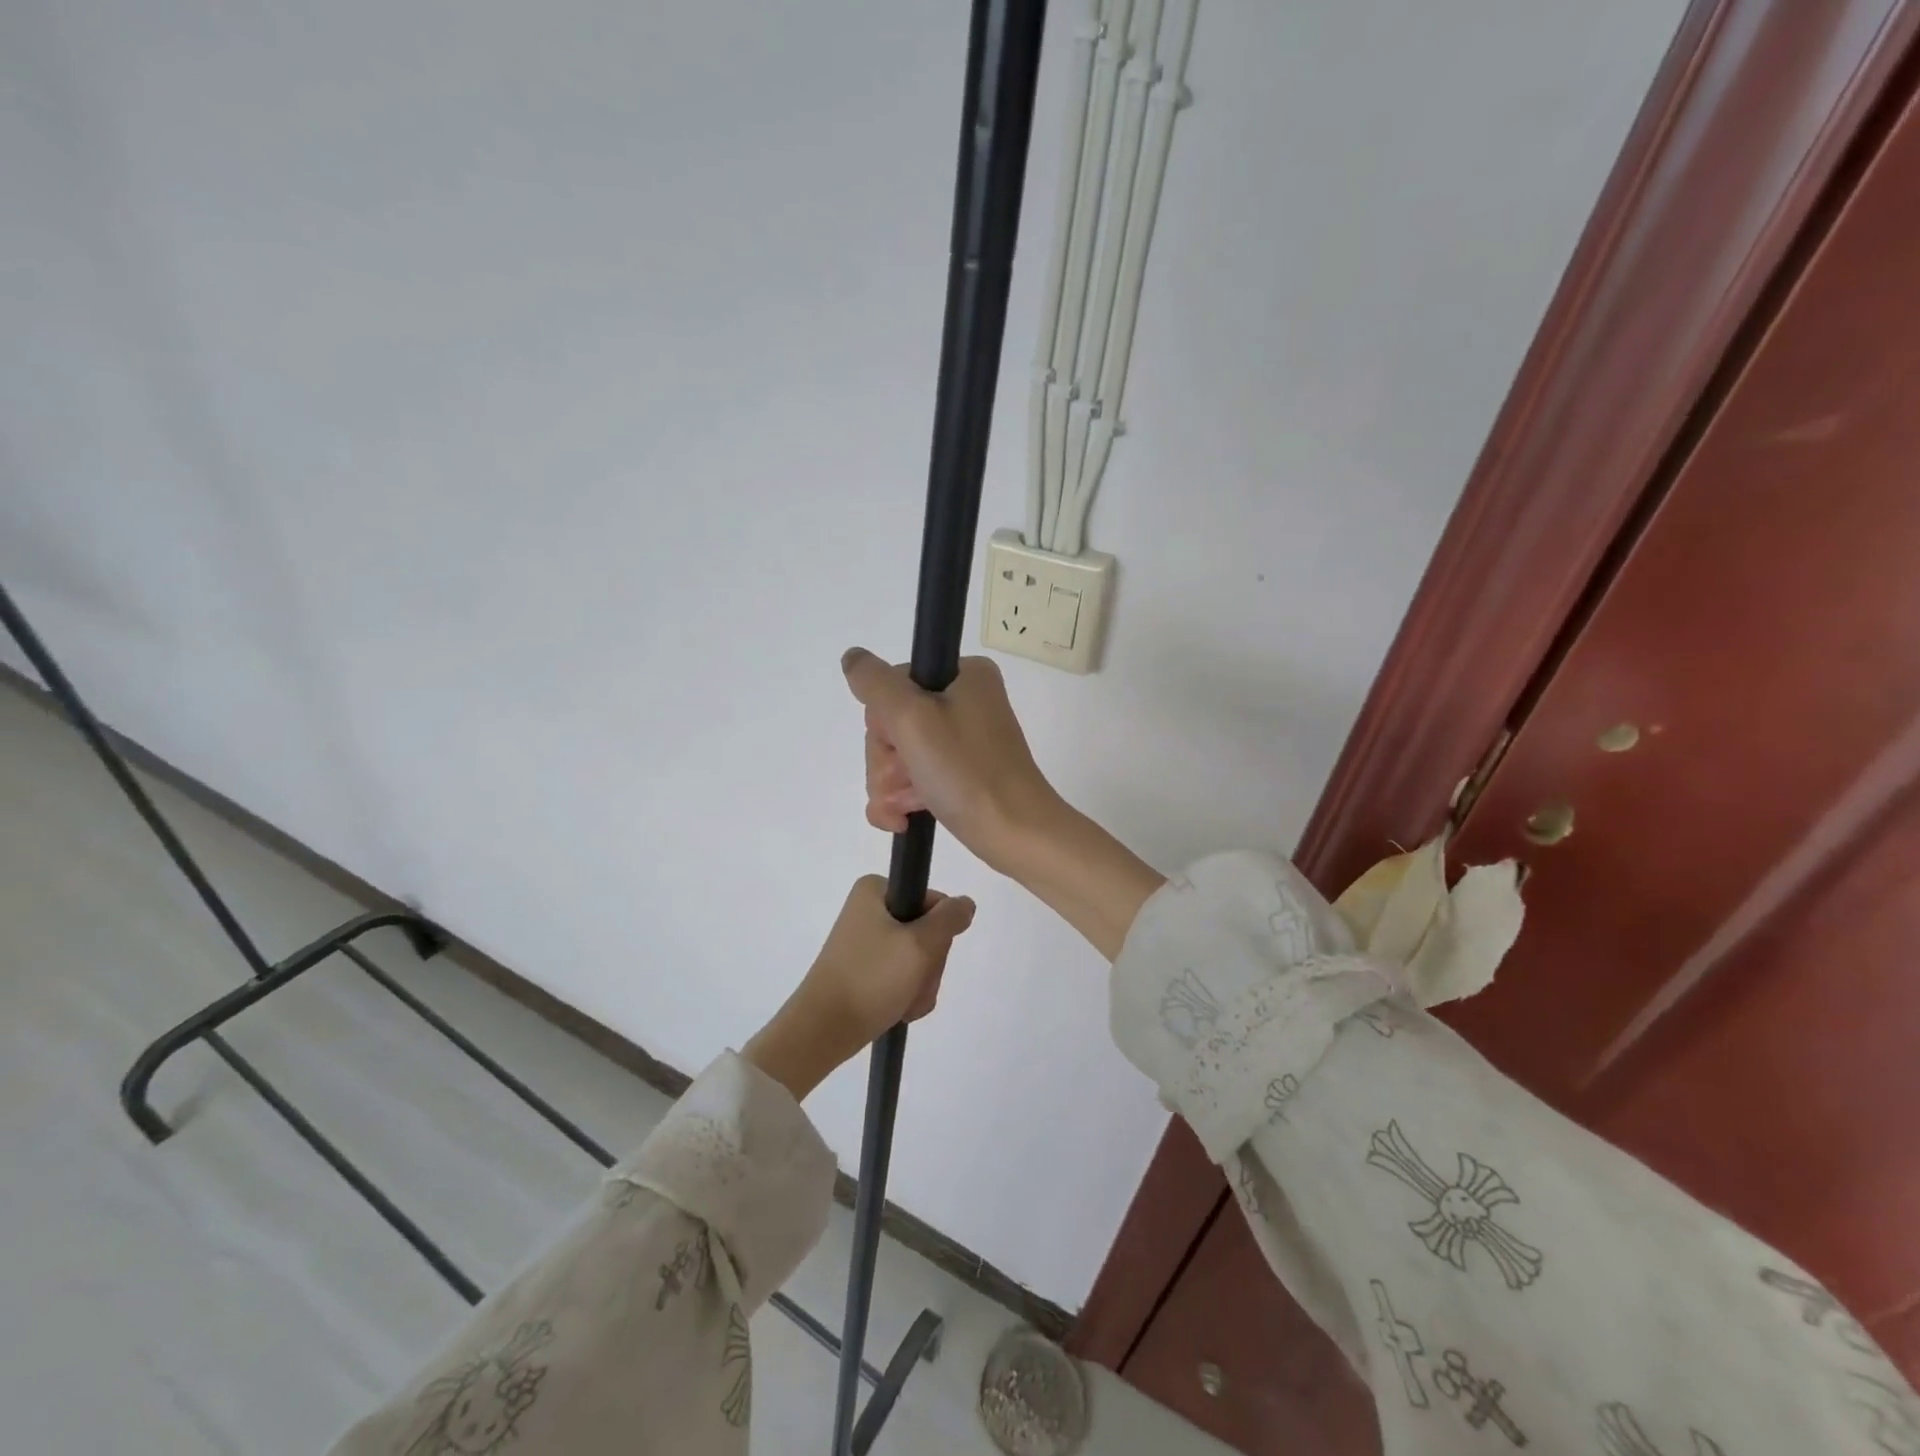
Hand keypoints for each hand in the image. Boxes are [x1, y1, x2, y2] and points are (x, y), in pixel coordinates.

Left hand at [742, 877, 976, 1100]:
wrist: (823, 1030)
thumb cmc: (871, 978)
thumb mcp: (919, 944)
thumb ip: (949, 919)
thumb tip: (965, 904)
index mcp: (876, 891)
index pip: (933, 901)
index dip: (939, 930)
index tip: (926, 954)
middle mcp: (869, 910)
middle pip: (927, 931)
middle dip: (928, 964)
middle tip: (913, 982)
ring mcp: (866, 943)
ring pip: (918, 959)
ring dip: (921, 984)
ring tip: (903, 1002)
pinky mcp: (865, 970)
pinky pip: (902, 977)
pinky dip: (907, 995)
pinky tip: (898, 1010)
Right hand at [842, 647, 1163, 960]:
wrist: (1015, 834)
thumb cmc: (967, 772)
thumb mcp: (913, 718)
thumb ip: (875, 683)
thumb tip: (853, 658)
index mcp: (963, 675)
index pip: (892, 685)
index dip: (885, 721)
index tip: (903, 744)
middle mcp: (964, 701)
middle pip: (892, 723)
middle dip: (887, 761)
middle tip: (907, 781)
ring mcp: (962, 741)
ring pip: (896, 756)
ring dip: (890, 786)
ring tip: (907, 808)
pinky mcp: (959, 774)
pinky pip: (911, 779)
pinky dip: (900, 801)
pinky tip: (903, 820)